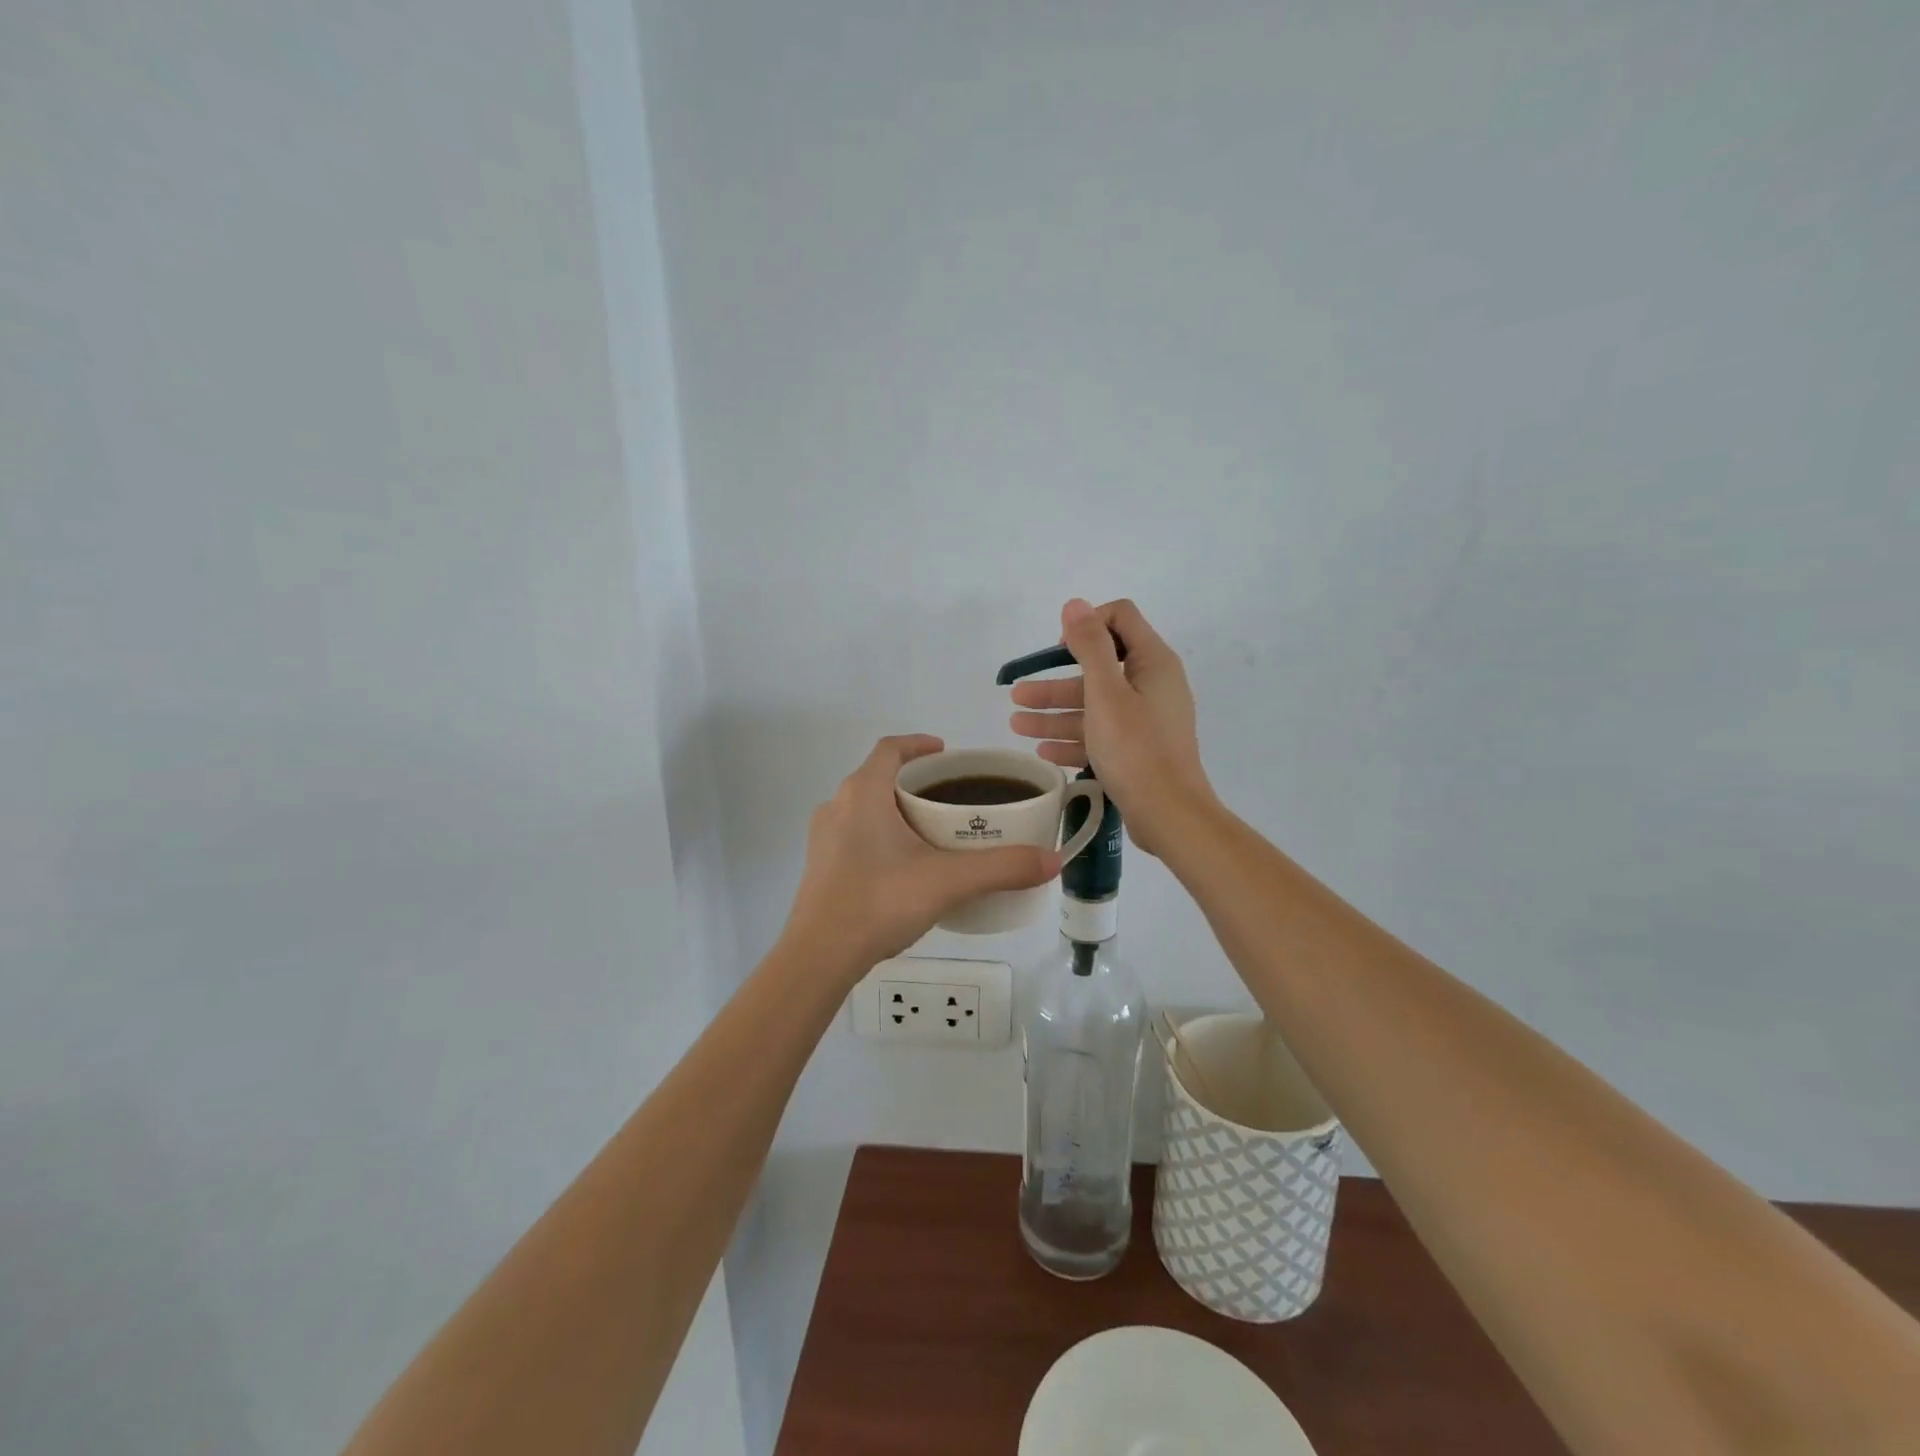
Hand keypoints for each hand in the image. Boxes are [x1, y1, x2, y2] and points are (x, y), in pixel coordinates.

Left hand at [783, 735, 1061, 973]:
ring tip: (933, 832)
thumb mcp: (948, 882)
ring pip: (865, 807)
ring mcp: (824, 837)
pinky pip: (855, 834)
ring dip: (897, 809)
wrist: (819, 957)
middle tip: (952, 798)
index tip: (946, 753)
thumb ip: (1002, 868)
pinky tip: (905, 866)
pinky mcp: (820, 866)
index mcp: (863, 793)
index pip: (890, 748)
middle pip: (879, 777)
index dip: (918, 744)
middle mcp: (837, 805)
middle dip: (915, 782)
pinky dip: (881, 835)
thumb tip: (1052, 860)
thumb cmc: (879, 902)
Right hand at [1008, 599, 1214, 855]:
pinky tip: (1042, 750)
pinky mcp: (1138, 751)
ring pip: (1093, 707)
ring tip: (1015, 725)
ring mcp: (1145, 721)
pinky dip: (1072, 740)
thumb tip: (1075, 604)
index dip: (1086, 626)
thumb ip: (1090, 646)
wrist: (1169, 815)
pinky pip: (1100, 736)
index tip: (1057, 651)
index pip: (1119, 619)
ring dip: (1054, 713)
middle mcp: (1152, 686)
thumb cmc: (1136, 749)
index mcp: (1152, 663)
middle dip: (1054, 681)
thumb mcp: (1106, 693)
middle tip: (1016, 695)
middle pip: (1097, 669)